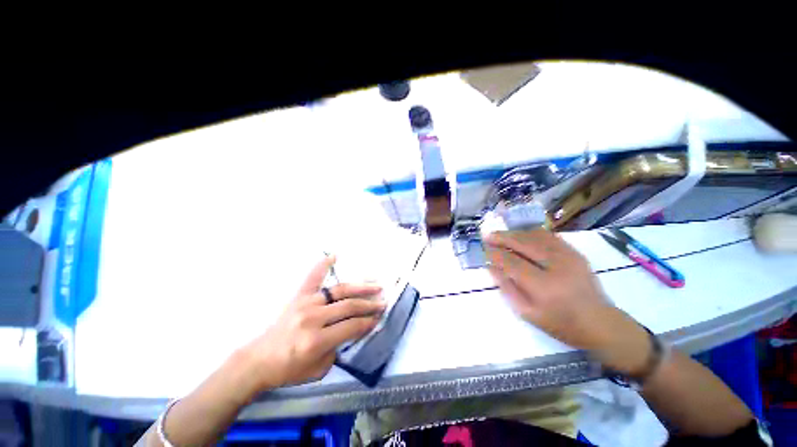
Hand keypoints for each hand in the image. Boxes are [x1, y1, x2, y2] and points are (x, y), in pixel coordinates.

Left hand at [240, 255, 384, 390]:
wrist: (258, 360)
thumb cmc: (289, 369)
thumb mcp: (319, 369)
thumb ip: (338, 348)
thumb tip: (353, 328)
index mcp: (316, 340)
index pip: (351, 327)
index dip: (368, 322)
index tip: (379, 318)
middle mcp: (312, 318)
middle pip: (349, 307)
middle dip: (369, 305)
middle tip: (382, 302)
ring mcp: (305, 303)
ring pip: (339, 291)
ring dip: (360, 287)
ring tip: (375, 285)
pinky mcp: (298, 296)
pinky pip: (313, 278)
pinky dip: (323, 265)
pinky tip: (333, 255)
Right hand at [484, 229, 649, 374]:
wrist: (600, 323)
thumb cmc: (560, 323)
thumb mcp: (527, 313)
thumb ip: (507, 288)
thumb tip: (491, 267)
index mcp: (543, 286)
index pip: (511, 262)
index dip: (495, 254)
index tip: (484, 250)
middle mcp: (556, 266)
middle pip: (523, 244)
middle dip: (502, 238)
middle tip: (488, 236)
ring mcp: (568, 257)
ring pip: (535, 236)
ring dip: (515, 233)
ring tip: (501, 235)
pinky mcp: (575, 253)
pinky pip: (549, 236)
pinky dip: (531, 233)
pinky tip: (522, 235)